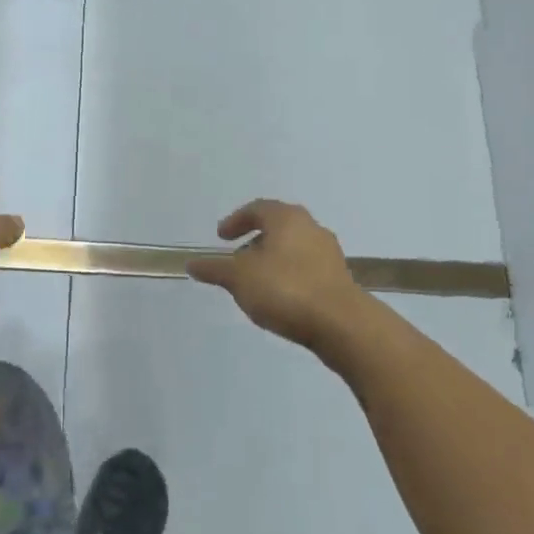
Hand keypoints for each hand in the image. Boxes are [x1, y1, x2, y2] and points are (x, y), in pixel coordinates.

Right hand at [187, 200, 362, 359]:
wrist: (342, 325)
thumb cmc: (286, 289)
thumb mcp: (239, 278)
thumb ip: (215, 269)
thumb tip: (191, 263)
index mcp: (287, 218)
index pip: (257, 208)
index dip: (236, 220)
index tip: (221, 237)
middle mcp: (311, 228)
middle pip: (277, 226)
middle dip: (255, 240)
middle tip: (238, 257)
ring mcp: (329, 253)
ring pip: (293, 248)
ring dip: (273, 259)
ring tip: (256, 281)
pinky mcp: (339, 279)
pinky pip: (306, 268)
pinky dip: (289, 275)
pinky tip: (280, 297)